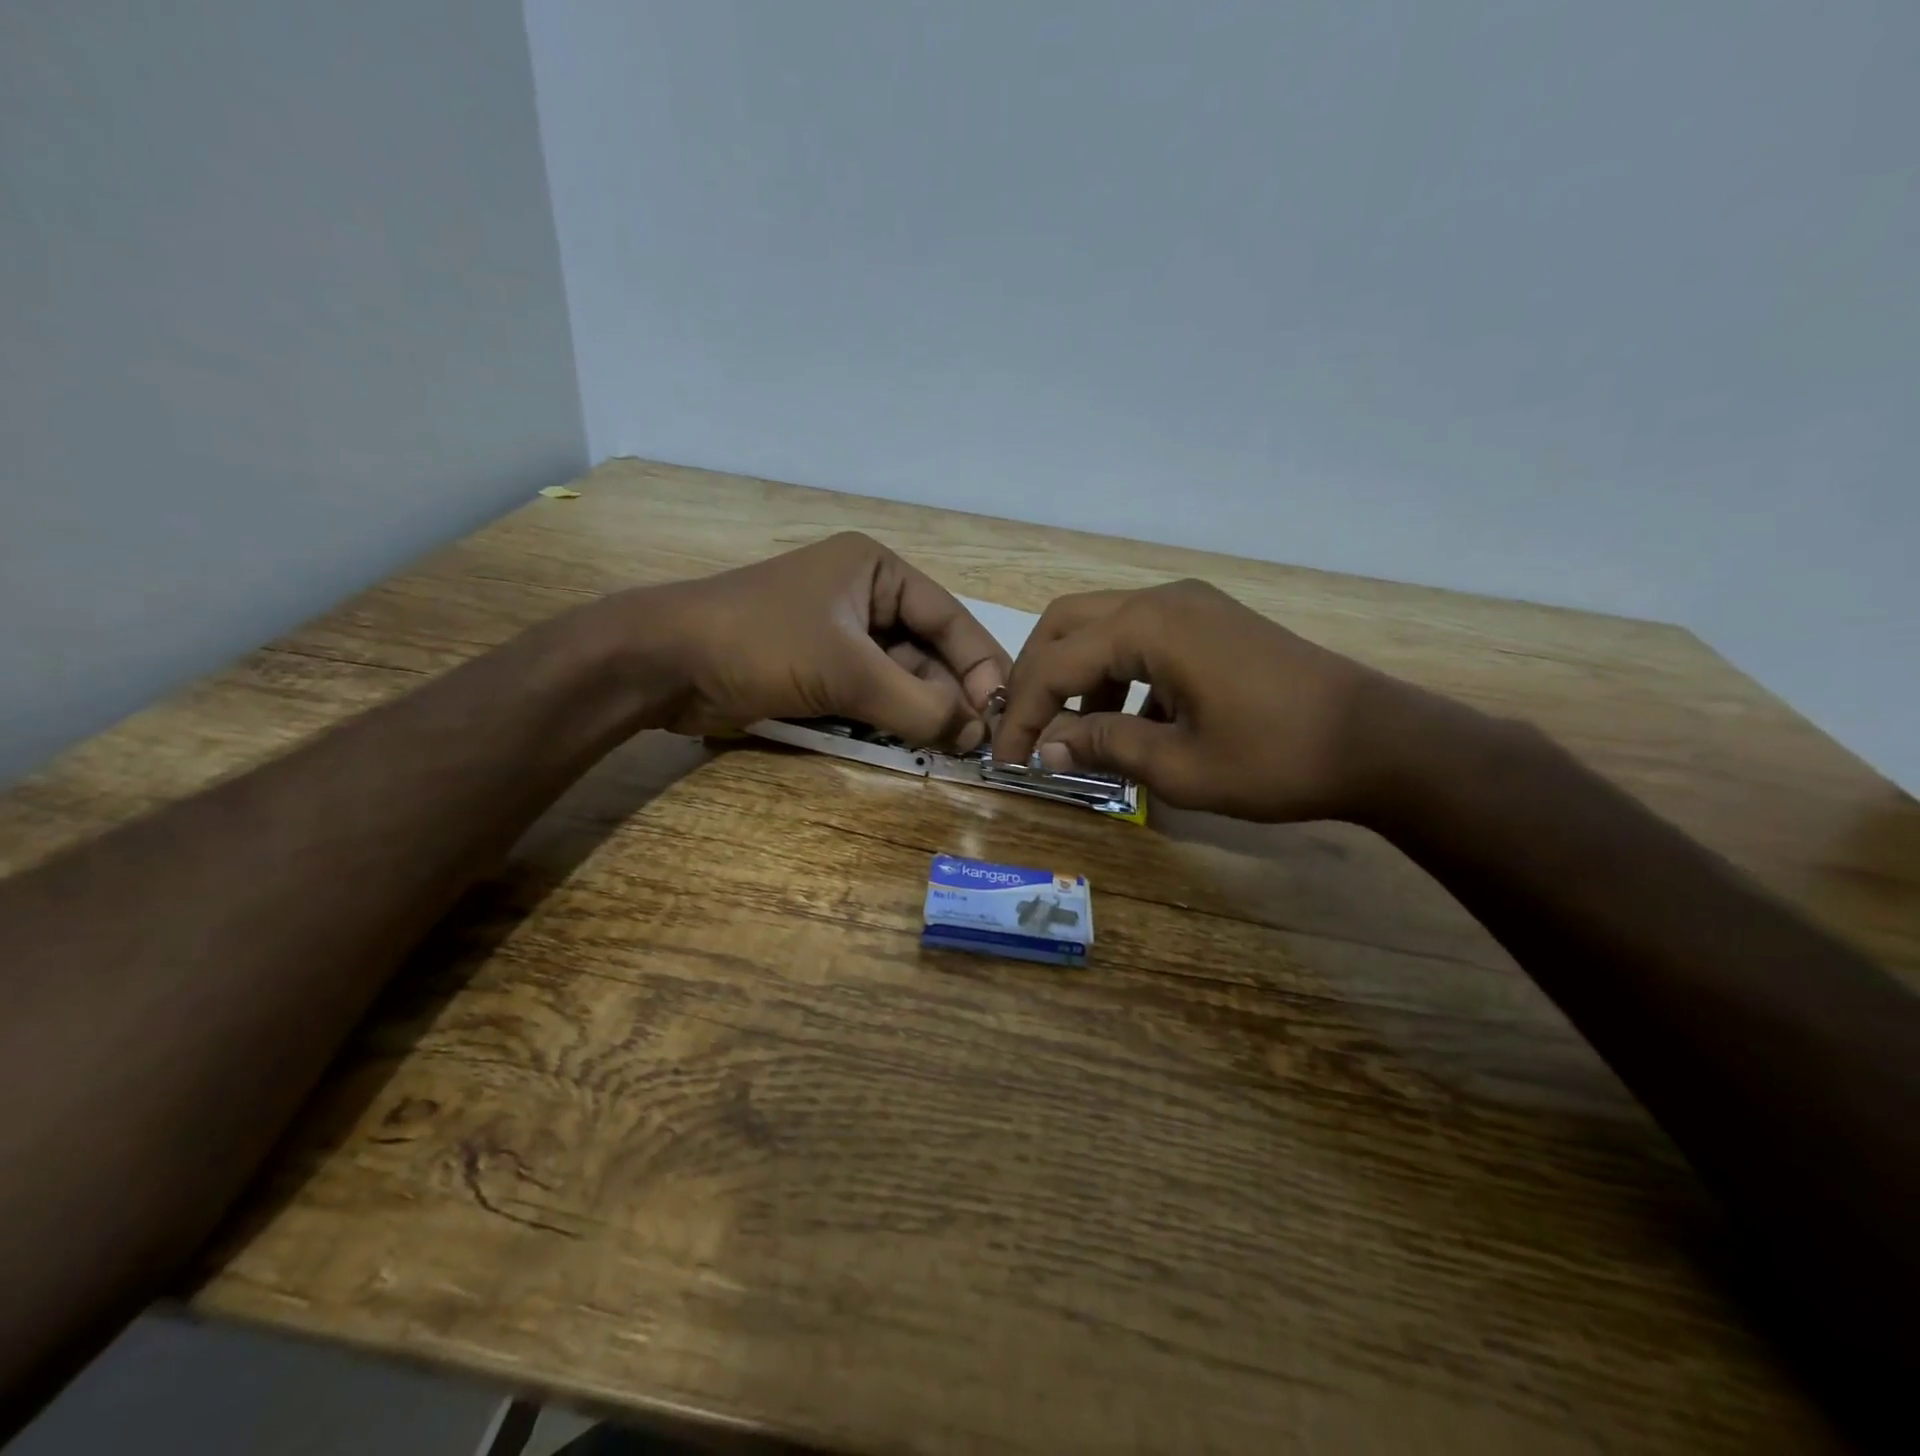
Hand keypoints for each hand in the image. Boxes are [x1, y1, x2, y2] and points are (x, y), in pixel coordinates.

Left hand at [633, 532, 1010, 746]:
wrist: (664, 663)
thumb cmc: (761, 643)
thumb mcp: (847, 671)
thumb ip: (917, 704)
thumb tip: (976, 734)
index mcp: (876, 571)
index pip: (948, 616)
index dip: (980, 663)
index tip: (1004, 709)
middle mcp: (864, 597)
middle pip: (927, 650)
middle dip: (950, 694)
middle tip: (974, 742)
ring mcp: (840, 636)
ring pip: (900, 677)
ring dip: (922, 711)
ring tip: (949, 749)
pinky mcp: (820, 670)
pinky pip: (871, 695)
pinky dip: (891, 719)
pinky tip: (911, 744)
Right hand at [991, 579, 1385, 821]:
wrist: (1378, 742)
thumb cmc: (1276, 758)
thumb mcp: (1179, 766)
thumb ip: (1104, 746)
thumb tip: (1048, 748)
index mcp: (1150, 626)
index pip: (1056, 663)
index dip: (1024, 714)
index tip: (1008, 760)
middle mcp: (1163, 599)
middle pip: (1067, 625)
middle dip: (1039, 679)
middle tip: (1029, 732)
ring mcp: (1192, 606)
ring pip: (1103, 628)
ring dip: (1078, 677)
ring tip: (1077, 736)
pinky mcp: (1212, 623)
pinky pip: (1142, 638)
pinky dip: (1119, 676)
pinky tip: (1132, 723)